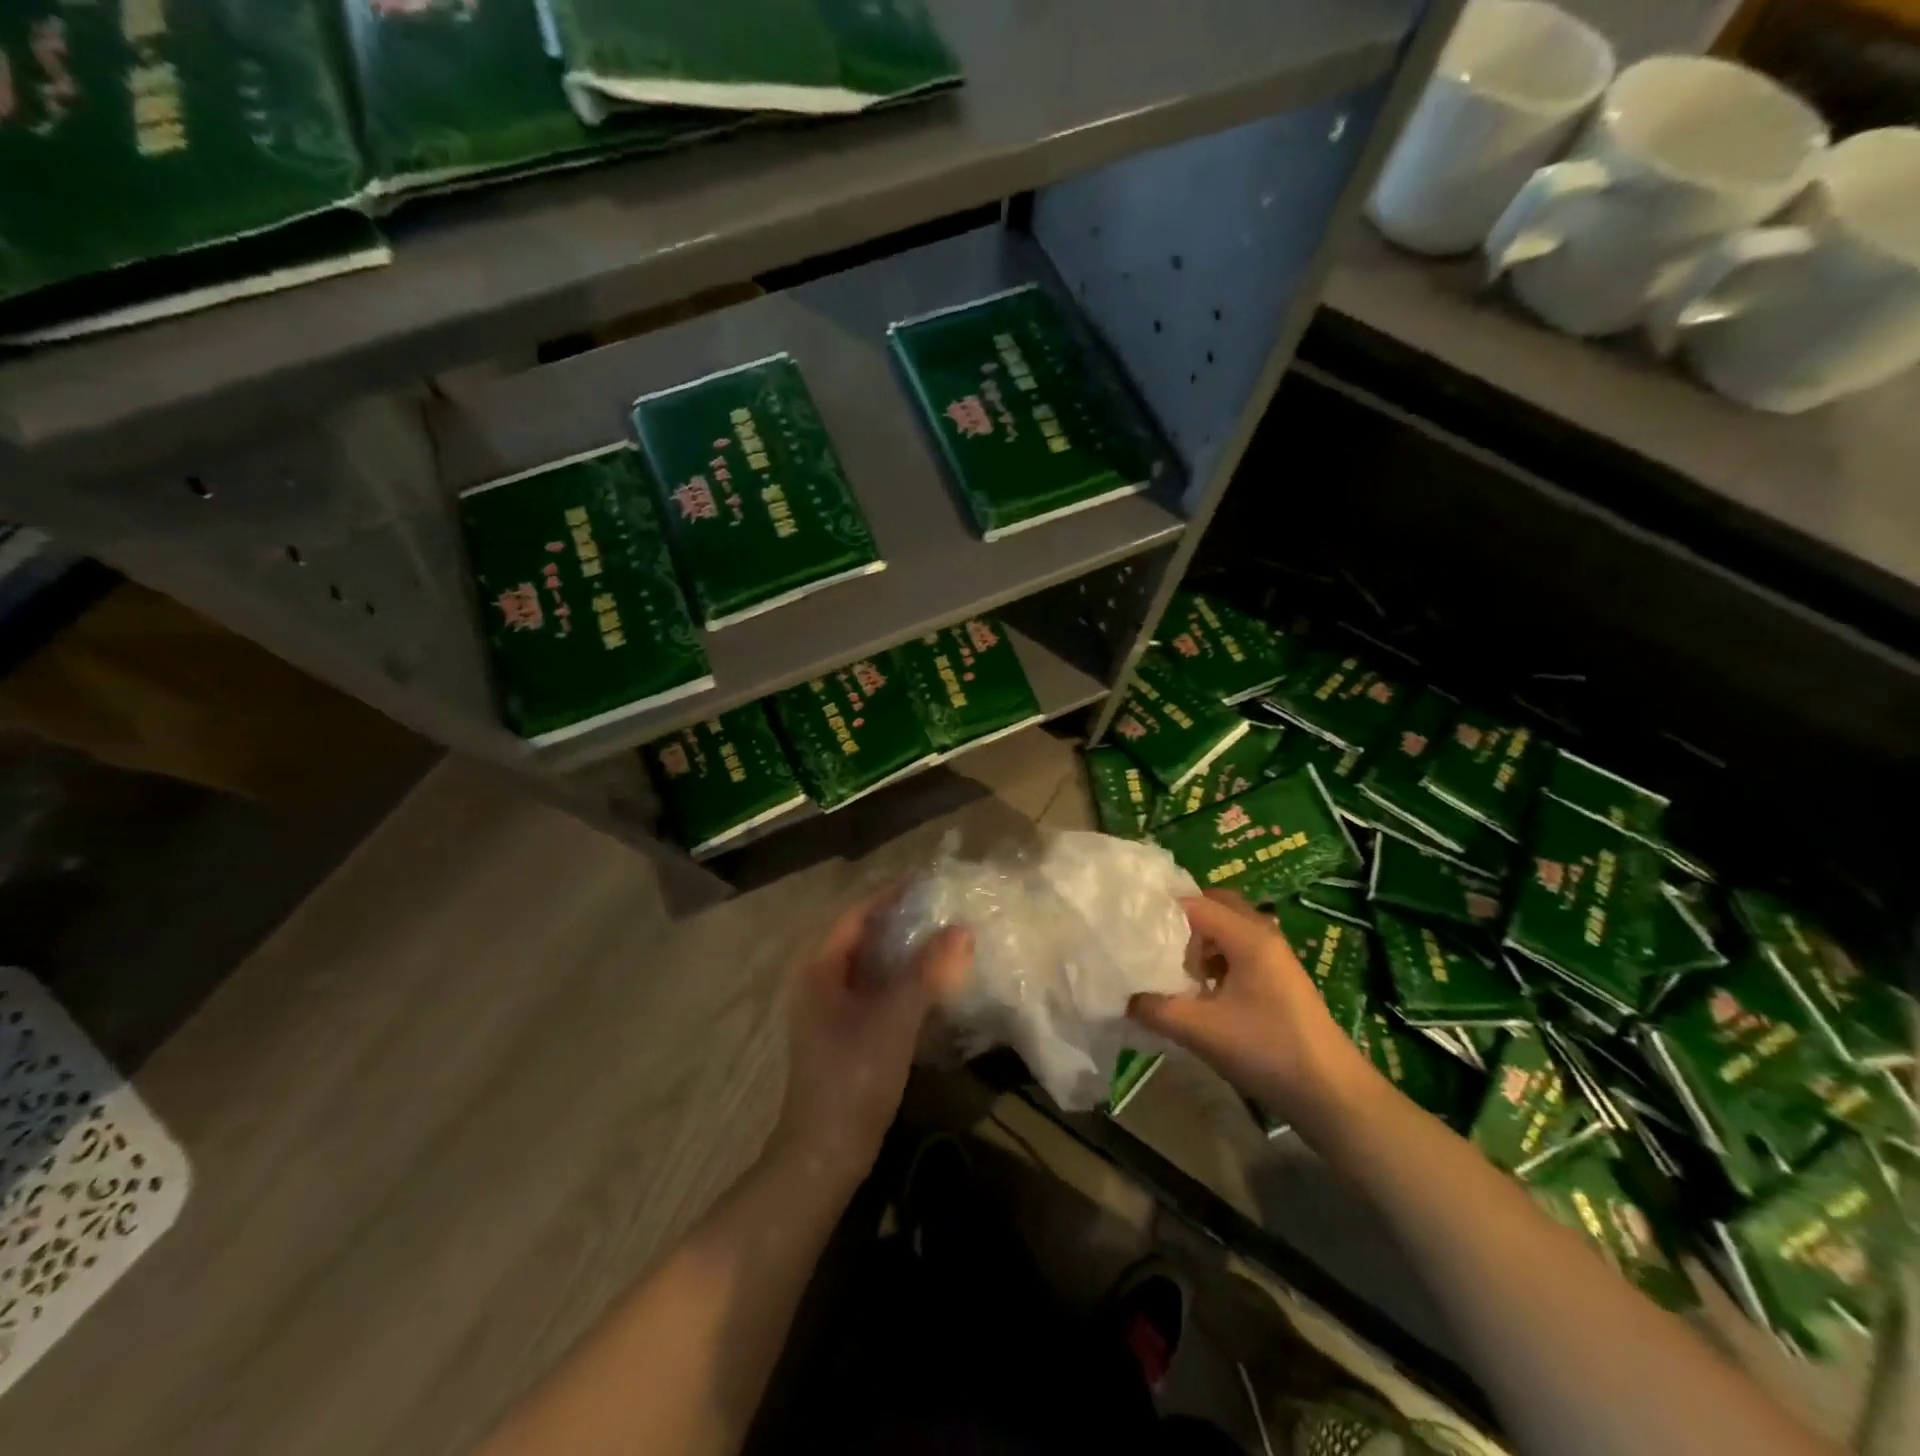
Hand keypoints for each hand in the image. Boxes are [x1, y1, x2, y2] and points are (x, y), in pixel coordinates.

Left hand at [769, 889, 972, 1187]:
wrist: (826, 1152)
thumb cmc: (853, 1077)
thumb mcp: (894, 1018)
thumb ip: (927, 970)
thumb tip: (962, 929)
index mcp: (819, 967)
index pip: (856, 913)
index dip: (891, 893)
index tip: (929, 880)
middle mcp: (819, 979)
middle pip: (863, 934)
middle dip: (901, 918)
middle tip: (944, 905)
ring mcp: (830, 1007)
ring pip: (871, 962)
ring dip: (904, 948)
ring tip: (944, 934)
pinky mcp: (845, 1030)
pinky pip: (875, 987)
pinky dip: (902, 976)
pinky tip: (931, 979)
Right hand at [1128, 891, 1378, 1139]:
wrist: (1332, 1095)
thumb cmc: (1267, 1051)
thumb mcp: (1201, 1031)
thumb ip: (1156, 1009)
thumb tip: (1123, 996)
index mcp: (1248, 936)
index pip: (1195, 903)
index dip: (1160, 911)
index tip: (1130, 927)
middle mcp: (1263, 935)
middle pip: (1216, 906)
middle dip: (1182, 920)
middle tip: (1152, 942)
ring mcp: (1276, 957)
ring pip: (1229, 929)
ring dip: (1200, 941)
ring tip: (1172, 968)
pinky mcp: (1280, 979)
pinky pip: (1240, 950)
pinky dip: (1216, 958)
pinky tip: (1201, 990)